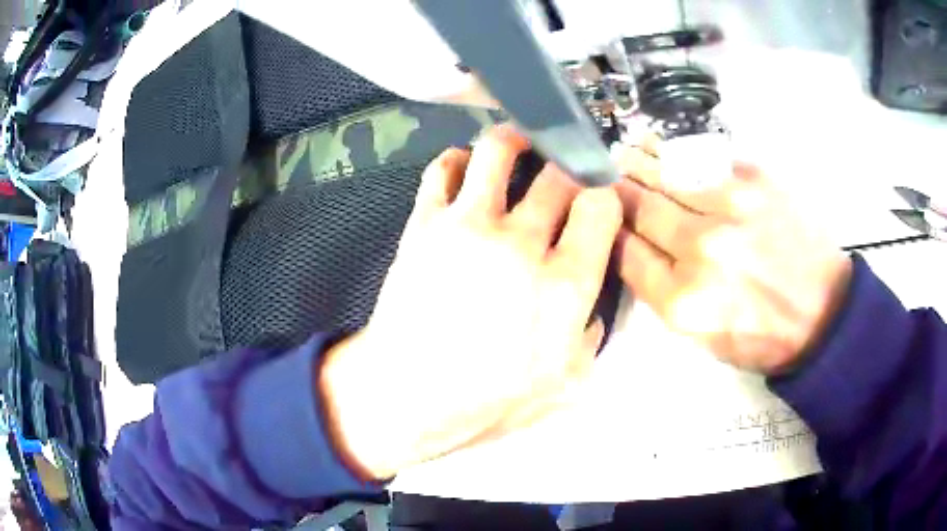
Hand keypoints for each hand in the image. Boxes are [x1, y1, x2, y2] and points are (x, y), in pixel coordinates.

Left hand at [320, 126, 622, 479]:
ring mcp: (468, 225)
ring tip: (521, 144)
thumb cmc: (486, 401)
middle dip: (569, 168)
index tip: (599, 201)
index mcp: (564, 283)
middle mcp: (521, 242)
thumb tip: (593, 307)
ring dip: (516, 139)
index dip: (605, 196)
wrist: (407, 394)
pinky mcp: (425, 223)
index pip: (600, 206)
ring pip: (499, 151)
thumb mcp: (563, 386)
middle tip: (565, 174)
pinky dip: (458, 159)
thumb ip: (589, 337)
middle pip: (558, 174)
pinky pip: (443, 169)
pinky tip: (466, 168)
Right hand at [614, 140, 852, 374]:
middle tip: (603, 177)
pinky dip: (673, 152)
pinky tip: (659, 147)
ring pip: (665, 175)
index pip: (625, 252)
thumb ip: (665, 295)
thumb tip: (633, 248)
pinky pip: (701, 160)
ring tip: (623, 152)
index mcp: (684, 301)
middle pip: (640, 208)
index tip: (601, 217)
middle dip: (616, 192)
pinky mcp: (754, 181)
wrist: (823, 313)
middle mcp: (701, 250)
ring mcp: (730, 208)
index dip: (608, 231)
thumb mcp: (704, 339)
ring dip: (638, 162)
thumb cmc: (762, 336)